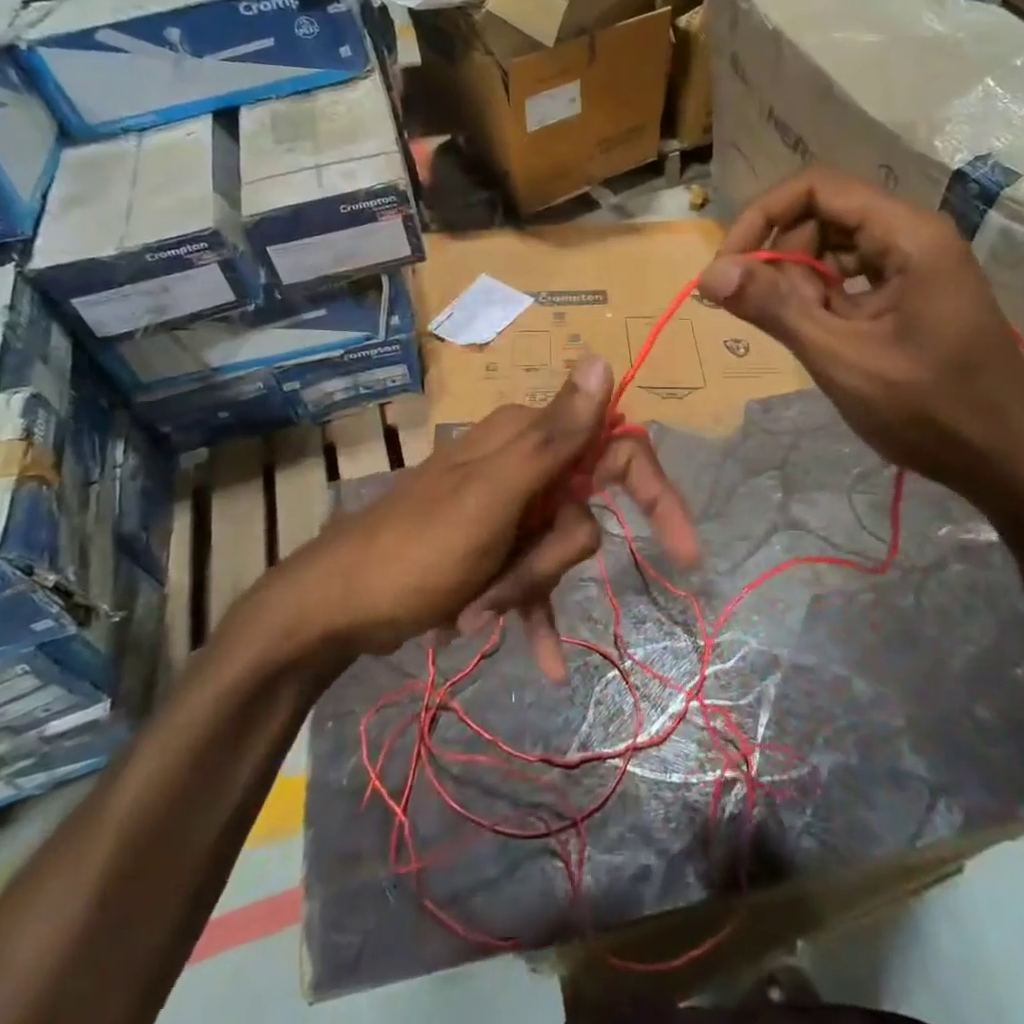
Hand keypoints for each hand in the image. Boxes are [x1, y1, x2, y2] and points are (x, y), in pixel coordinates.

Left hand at [272, 355, 699, 679]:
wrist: (339, 607)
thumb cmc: (416, 549)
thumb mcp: (492, 496)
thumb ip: (553, 435)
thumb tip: (601, 359)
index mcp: (525, 439)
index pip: (615, 448)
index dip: (655, 493)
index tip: (684, 549)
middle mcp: (522, 465)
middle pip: (584, 515)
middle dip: (553, 562)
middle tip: (502, 586)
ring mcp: (508, 508)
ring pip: (559, 552)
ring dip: (528, 591)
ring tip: (476, 616)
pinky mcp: (494, 547)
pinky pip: (535, 579)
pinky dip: (536, 613)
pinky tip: (547, 663)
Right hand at [699, 168, 1023, 510]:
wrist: (1010, 462)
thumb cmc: (929, 410)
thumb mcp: (841, 358)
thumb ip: (774, 309)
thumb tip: (708, 274)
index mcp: (907, 235)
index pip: (816, 188)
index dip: (762, 217)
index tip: (727, 268)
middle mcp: (914, 235)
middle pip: (824, 214)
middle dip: (781, 255)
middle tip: (764, 312)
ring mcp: (918, 266)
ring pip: (835, 247)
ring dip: (801, 281)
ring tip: (797, 331)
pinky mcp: (915, 294)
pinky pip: (854, 277)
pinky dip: (825, 299)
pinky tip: (821, 337)